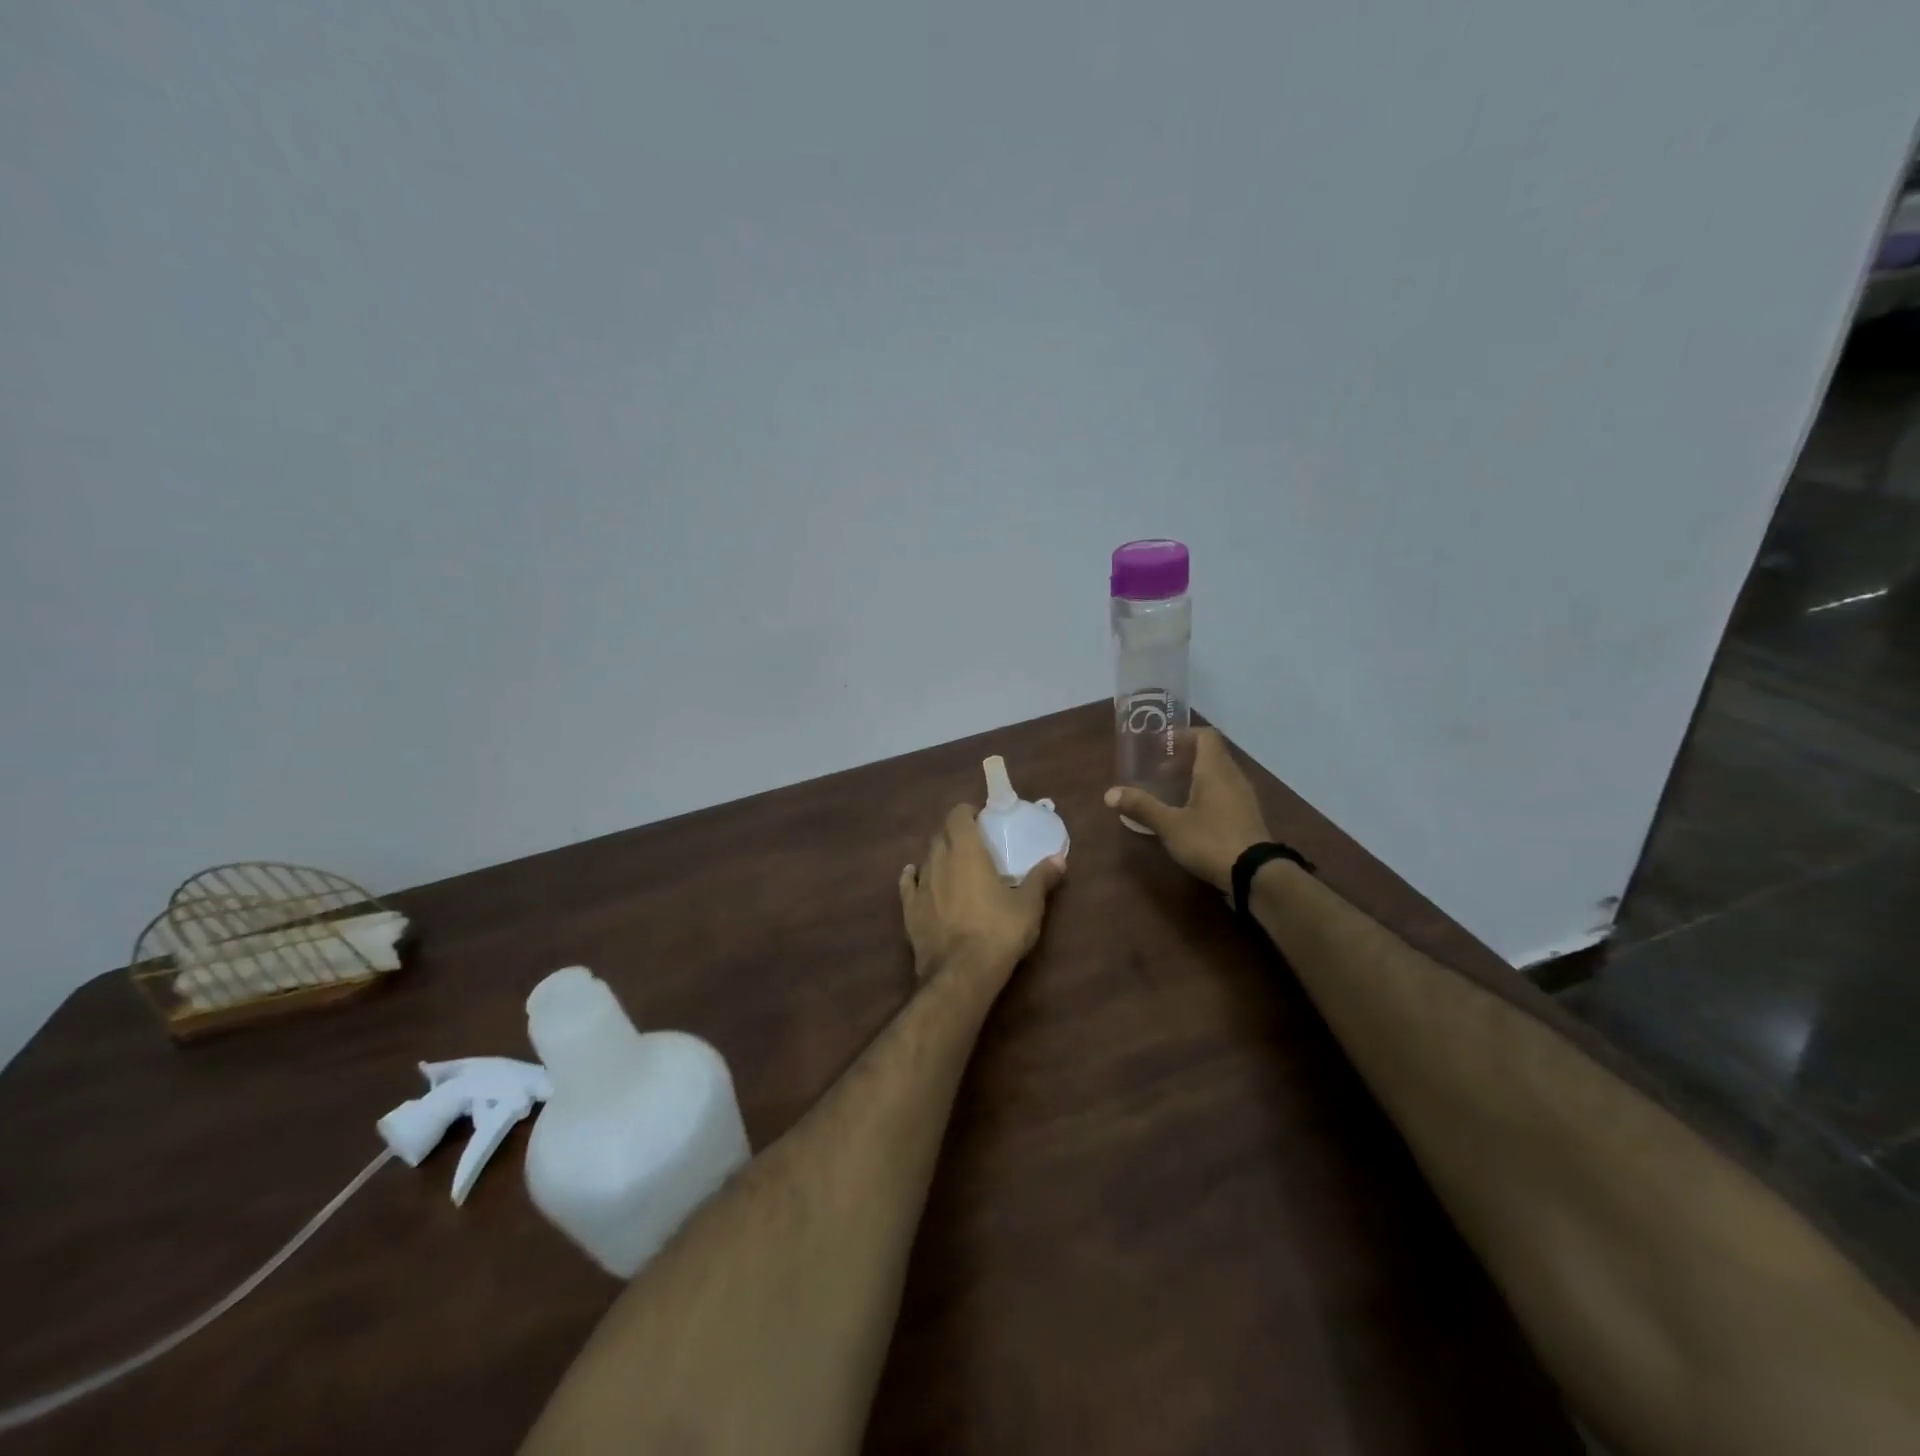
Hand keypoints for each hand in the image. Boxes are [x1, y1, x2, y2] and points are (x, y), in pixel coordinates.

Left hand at [899, 804, 1066, 980]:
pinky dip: (913, 877)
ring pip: (926, 859)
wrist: (961, 973)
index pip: (958, 815)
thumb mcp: (1029, 905)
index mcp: (966, 851)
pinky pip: (908, 885)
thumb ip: (1041, 878)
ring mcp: (921, 886)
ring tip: (953, 864)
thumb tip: (1059, 858)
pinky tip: (914, 876)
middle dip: (954, 833)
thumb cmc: (999, 932)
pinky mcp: (909, 910)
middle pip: (941, 835)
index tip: (980, 818)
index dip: (967, 812)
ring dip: (938, 856)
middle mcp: (938, 861)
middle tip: (973, 843)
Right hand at [1104, 728, 1270, 894]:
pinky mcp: (1248, 816)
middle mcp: (1233, 777)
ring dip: (1196, 777)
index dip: (1184, 736)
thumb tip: (1109, 793)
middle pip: (1212, 754)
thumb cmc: (1210, 841)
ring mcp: (1244, 797)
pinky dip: (1207, 793)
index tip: (1162, 747)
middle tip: (1160, 773)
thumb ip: (1141, 806)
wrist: (1255, 874)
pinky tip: (1192, 814)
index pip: (1205, 736)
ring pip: (1219, 774)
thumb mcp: (1170, 825)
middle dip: (1185, 759)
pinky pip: (1226, 792)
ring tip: (1173, 793)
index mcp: (1215, 770)